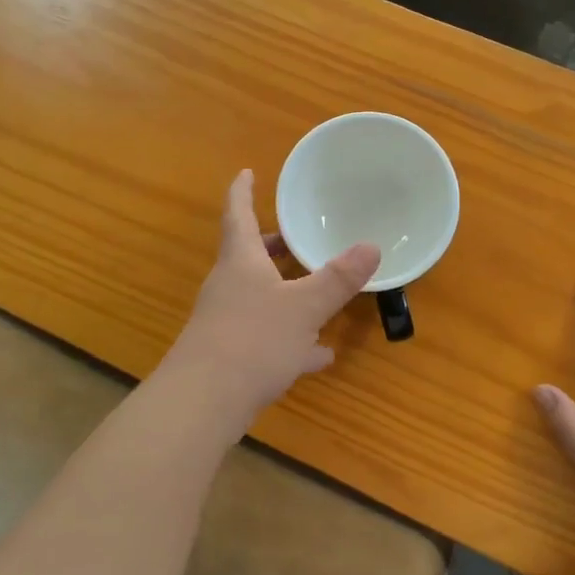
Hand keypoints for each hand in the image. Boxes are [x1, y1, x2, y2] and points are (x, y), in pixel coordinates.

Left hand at [163, 170, 380, 428]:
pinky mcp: (230, 355)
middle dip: (274, 246)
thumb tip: (371, 246)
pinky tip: (319, 355)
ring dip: (287, 292)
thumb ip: (337, 279)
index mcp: (241, 261)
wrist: (203, 402)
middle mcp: (229, 285)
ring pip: (260, 296)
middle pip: (250, 256)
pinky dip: (292, 339)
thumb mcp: (304, 307)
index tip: (246, 171)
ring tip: (319, 293)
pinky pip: (266, 337)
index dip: (243, 191)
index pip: (238, 214)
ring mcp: (226, 321)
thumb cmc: (253, 340)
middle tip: (297, 238)